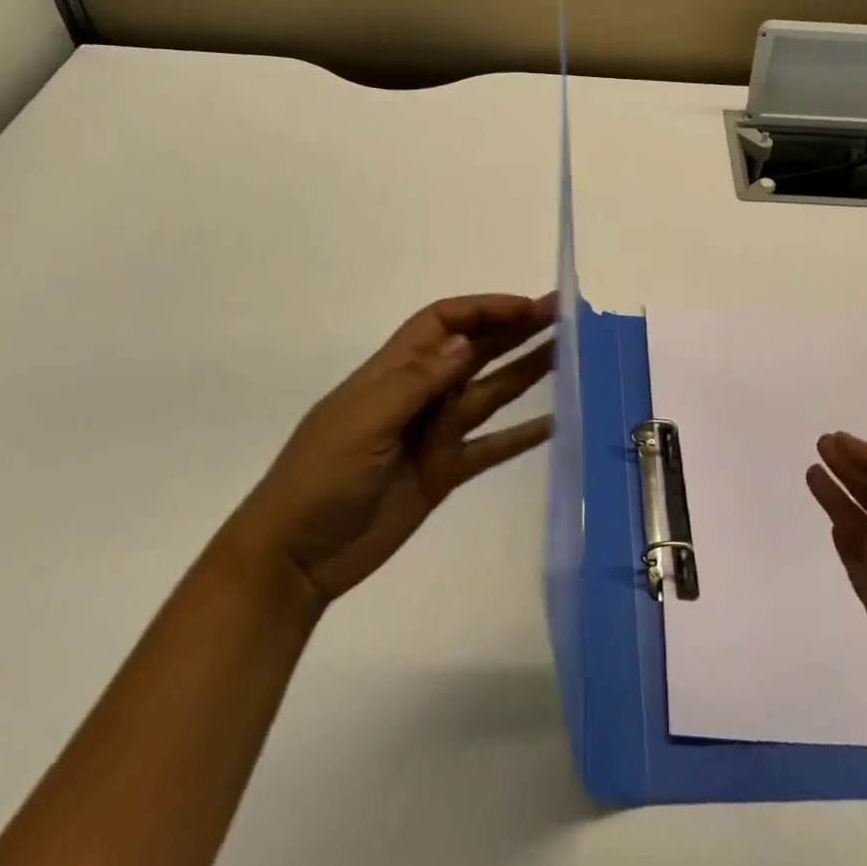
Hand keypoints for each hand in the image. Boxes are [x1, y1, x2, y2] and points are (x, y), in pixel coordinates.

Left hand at [243, 293, 555, 609]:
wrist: (296, 557)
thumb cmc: (321, 477)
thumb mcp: (363, 423)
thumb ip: (416, 383)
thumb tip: (464, 341)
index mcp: (394, 372)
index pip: (444, 323)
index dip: (484, 310)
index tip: (527, 309)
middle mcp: (420, 395)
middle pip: (475, 351)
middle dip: (516, 331)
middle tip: (565, 317)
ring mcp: (435, 434)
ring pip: (490, 392)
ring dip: (527, 373)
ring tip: (570, 356)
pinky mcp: (445, 471)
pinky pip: (492, 446)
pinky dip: (523, 434)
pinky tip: (558, 422)